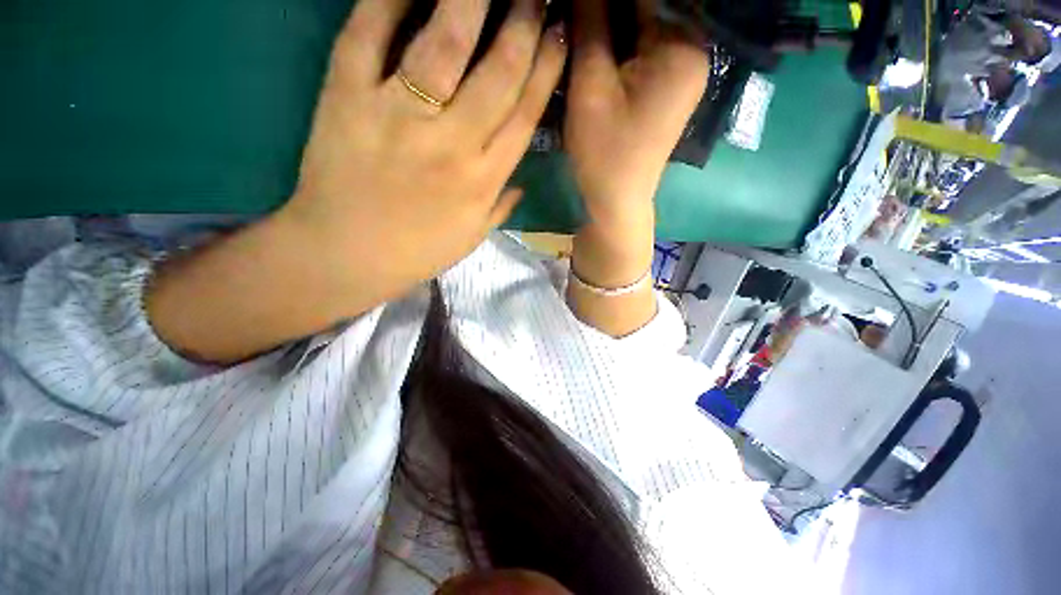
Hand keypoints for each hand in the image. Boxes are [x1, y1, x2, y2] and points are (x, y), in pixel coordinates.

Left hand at [147, 0, 567, 362]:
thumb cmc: (416, 253)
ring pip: (445, 44)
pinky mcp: (348, 98)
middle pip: (498, 73)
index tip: (558, 34)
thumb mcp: (471, 237)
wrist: (345, 256)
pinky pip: (369, 35)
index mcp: (484, 181)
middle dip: (523, 23)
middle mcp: (453, 144)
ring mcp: (399, 116)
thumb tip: (521, 181)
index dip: (545, 69)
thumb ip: (500, 206)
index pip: (525, 114)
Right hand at [565, 0, 708, 221]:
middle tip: (573, 19)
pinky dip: (617, 46)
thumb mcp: (591, 87)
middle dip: (606, 12)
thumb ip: (590, 24)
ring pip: (640, 29)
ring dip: (609, 26)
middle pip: (645, 10)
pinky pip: (641, 52)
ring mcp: (681, 72)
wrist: (616, 202)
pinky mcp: (666, 88)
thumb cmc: (604, 153)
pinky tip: (593, 48)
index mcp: (682, 47)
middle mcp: (692, 52)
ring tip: (578, 31)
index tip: (576, 7)